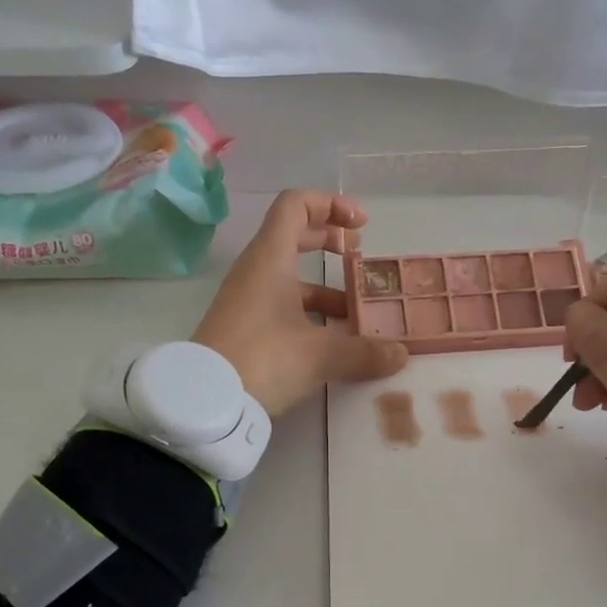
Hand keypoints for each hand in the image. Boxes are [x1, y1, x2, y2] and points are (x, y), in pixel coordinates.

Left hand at [194, 189, 409, 416]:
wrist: (205, 401)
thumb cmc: (263, 360)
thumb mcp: (320, 355)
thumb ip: (364, 352)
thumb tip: (401, 354)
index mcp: (271, 258)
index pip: (296, 205)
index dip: (332, 205)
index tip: (362, 226)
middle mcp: (256, 271)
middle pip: (294, 236)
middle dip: (330, 240)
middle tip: (360, 256)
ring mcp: (248, 300)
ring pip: (291, 279)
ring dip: (326, 288)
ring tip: (358, 314)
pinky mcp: (245, 328)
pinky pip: (283, 307)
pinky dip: (311, 314)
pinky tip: (334, 341)